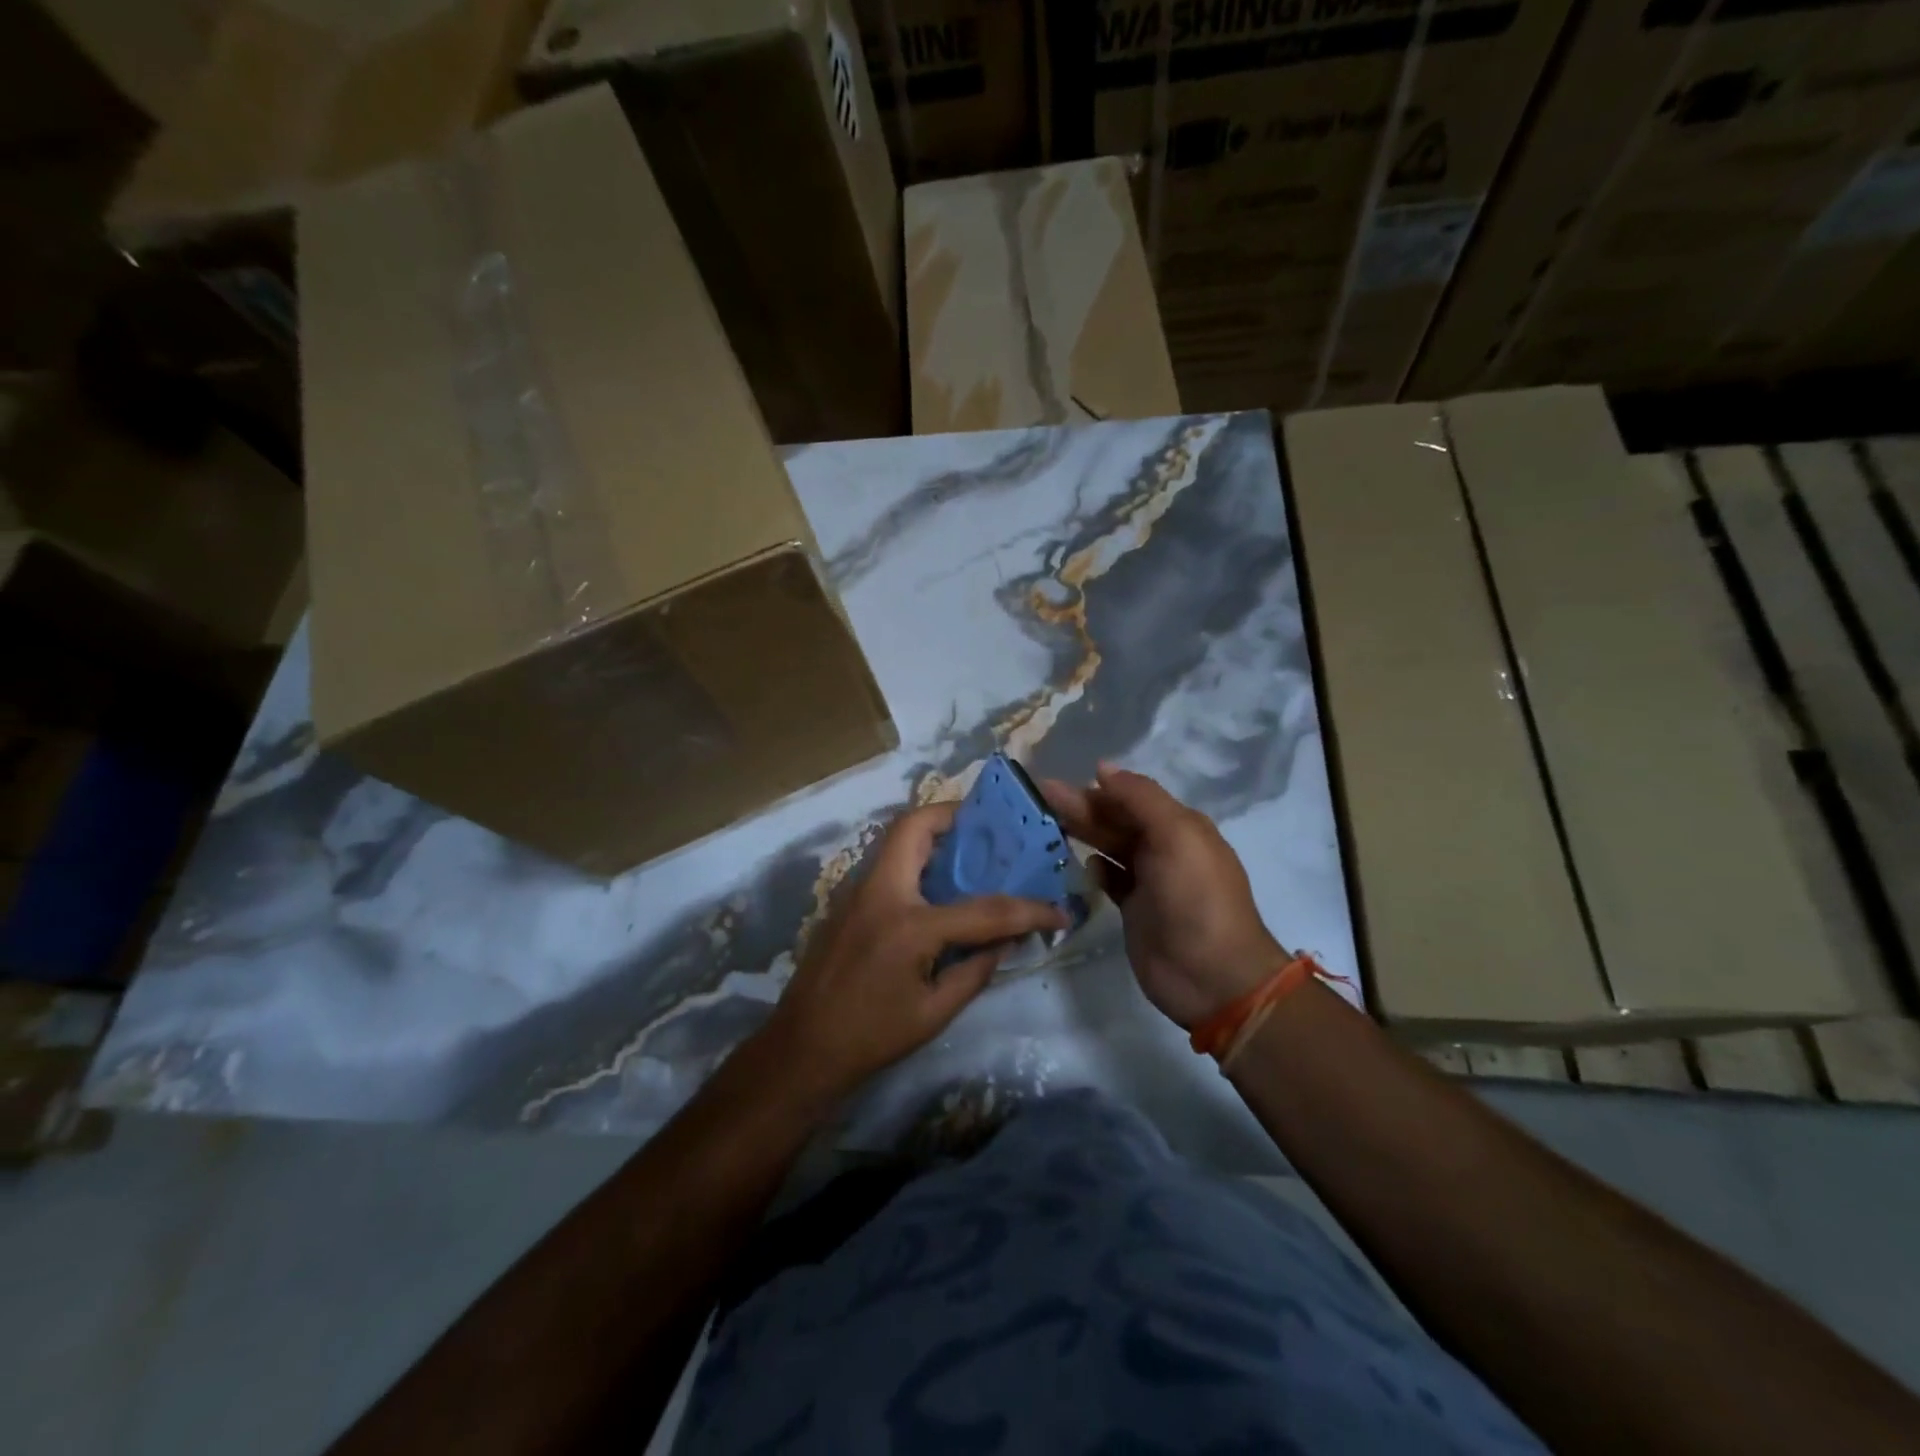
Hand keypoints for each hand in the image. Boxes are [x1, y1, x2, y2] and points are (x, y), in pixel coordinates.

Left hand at [761, 802, 1067, 1100]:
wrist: (801, 1049)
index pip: (983, 908)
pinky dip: (916, 859)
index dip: (1028, 910)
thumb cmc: (871, 1037)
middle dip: (955, 817)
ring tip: (970, 853)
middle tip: (990, 832)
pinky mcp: (846, 902)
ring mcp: (856, 891)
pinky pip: (887, 863)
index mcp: (909, 924)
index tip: (1058, 911)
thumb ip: (976, 968)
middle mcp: (880, 892)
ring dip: (934, 835)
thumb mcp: (935, 1012)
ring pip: (897, 839)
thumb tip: (1006, 938)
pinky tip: (936, 887)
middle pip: (915, 825)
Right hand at [1042, 763, 1286, 1029]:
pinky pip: (1110, 880)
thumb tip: (1103, 768)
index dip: (1097, 788)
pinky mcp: (1134, 910)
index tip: (1058, 781)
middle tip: (1041, 796)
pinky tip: (1081, 864)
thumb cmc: (1195, 898)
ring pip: (1109, 847)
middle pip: (1116, 820)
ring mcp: (1149, 881)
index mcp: (1179, 826)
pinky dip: (1096, 869)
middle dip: (1082, 806)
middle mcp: (1164, 848)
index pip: (1131, 797)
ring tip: (1046, 822)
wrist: (1211, 976)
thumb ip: (1141, 799)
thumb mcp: (1176, 836)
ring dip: (1083, 832)